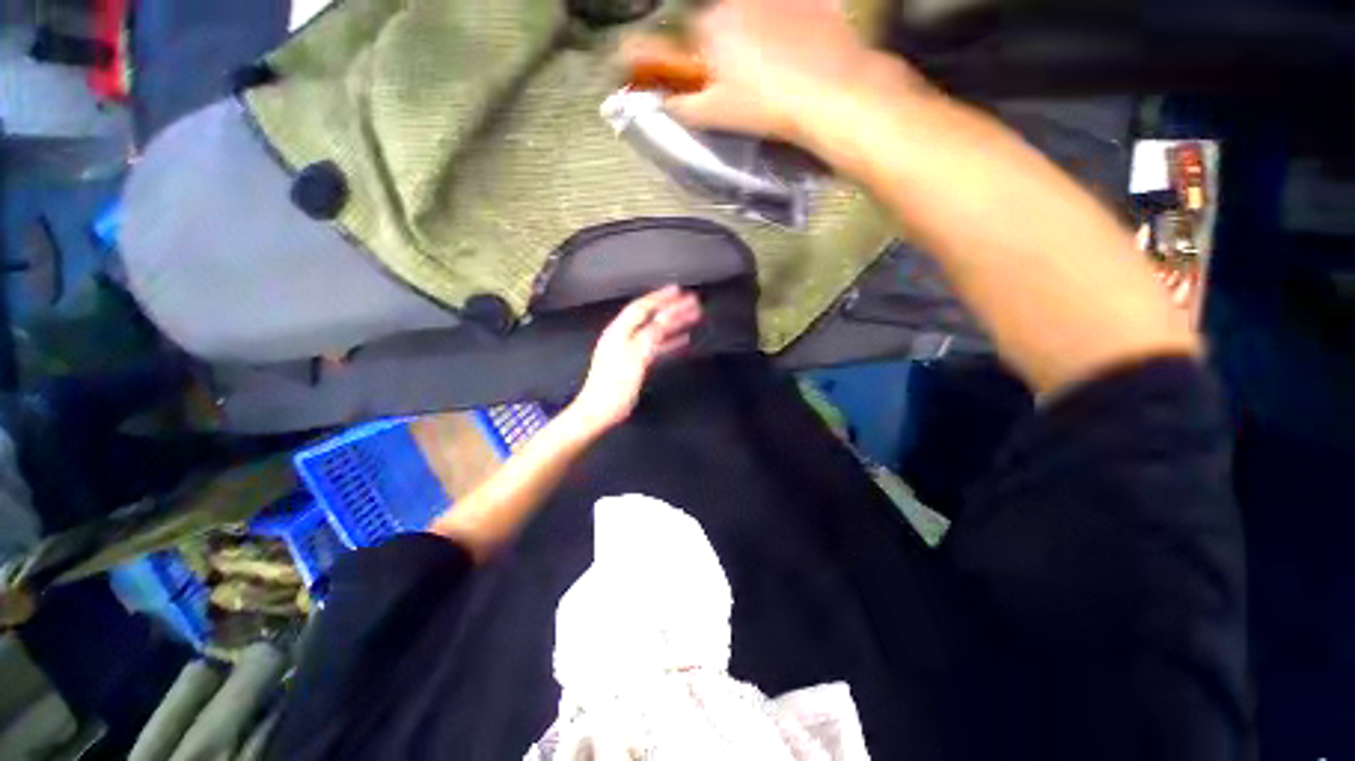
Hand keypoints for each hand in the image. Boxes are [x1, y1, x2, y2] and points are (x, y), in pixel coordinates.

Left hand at [568, 287, 701, 434]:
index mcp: (619, 332)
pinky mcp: (633, 362)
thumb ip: (649, 337)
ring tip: (692, 317)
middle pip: (650, 317)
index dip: (660, 298)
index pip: (642, 308)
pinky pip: (654, 345)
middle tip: (691, 302)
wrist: (599, 411)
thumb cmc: (614, 387)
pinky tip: (681, 340)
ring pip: (654, 330)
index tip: (679, 290)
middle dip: (671, 308)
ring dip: (673, 323)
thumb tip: (664, 319)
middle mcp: (623, 336)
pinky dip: (668, 340)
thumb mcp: (634, 359)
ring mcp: (628, 349)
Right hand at [621, 0, 919, 147]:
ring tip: (775, 67)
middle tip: (744, 79)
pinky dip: (787, 25)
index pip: (691, 37)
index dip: (699, 61)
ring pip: (755, 13)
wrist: (831, 91)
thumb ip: (682, 106)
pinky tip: (798, 51)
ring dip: (756, 33)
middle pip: (722, 20)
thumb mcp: (716, 115)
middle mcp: (738, 0)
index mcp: (711, 26)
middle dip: (726, 45)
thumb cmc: (766, 106)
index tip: (710, 79)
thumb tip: (662, 102)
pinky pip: (788, 11)